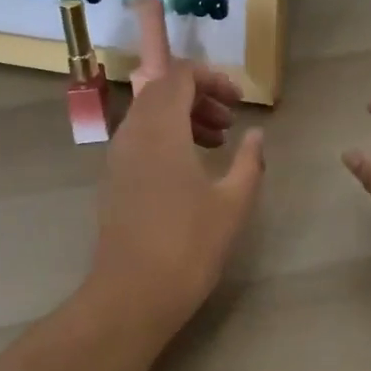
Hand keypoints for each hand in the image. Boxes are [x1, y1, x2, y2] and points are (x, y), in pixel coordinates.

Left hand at [86, 0, 264, 334]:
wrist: (131, 294)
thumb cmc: (187, 246)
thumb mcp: (233, 203)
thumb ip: (249, 161)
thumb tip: (256, 134)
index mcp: (161, 128)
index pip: (179, 75)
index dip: (212, 78)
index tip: (238, 101)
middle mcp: (133, 132)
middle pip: (162, 90)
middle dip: (199, 95)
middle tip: (230, 119)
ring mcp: (118, 155)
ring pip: (149, 113)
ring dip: (183, 115)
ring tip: (217, 141)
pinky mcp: (114, 178)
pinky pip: (140, 137)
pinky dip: (166, 136)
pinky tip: (191, 167)